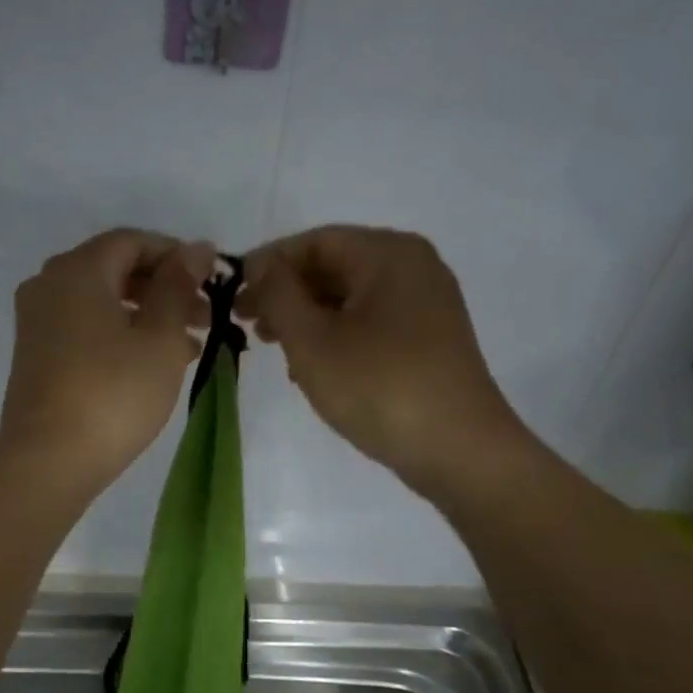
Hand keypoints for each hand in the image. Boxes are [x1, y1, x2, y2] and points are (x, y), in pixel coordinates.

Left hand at [0, 229, 215, 492]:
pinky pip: (86, 327)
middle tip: (207, 316)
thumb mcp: (160, 338)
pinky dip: (121, 334)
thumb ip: (178, 287)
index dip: (176, 255)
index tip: (212, 279)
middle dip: (165, 288)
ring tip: (192, 344)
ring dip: (148, 315)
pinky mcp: (36, 354)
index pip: (132, 241)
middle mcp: (49, 285)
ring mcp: (38, 321)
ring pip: (103, 302)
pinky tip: (155, 362)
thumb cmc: (113, 393)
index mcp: (77, 270)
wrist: (48, 461)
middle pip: (116, 270)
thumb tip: (195, 248)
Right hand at [239, 226, 534, 502]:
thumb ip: (278, 294)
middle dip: (286, 293)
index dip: (269, 263)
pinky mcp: (429, 339)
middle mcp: (413, 267)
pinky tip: (312, 368)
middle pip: (334, 266)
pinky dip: (336, 336)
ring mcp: (426, 304)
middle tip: (246, 323)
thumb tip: (261, 265)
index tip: (233, 294)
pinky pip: (371, 322)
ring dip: (307, 318)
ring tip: (273, 348)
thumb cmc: (379, 386)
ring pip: (350, 298)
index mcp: (388, 254)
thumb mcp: (313, 340)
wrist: (460, 451)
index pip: (315, 241)